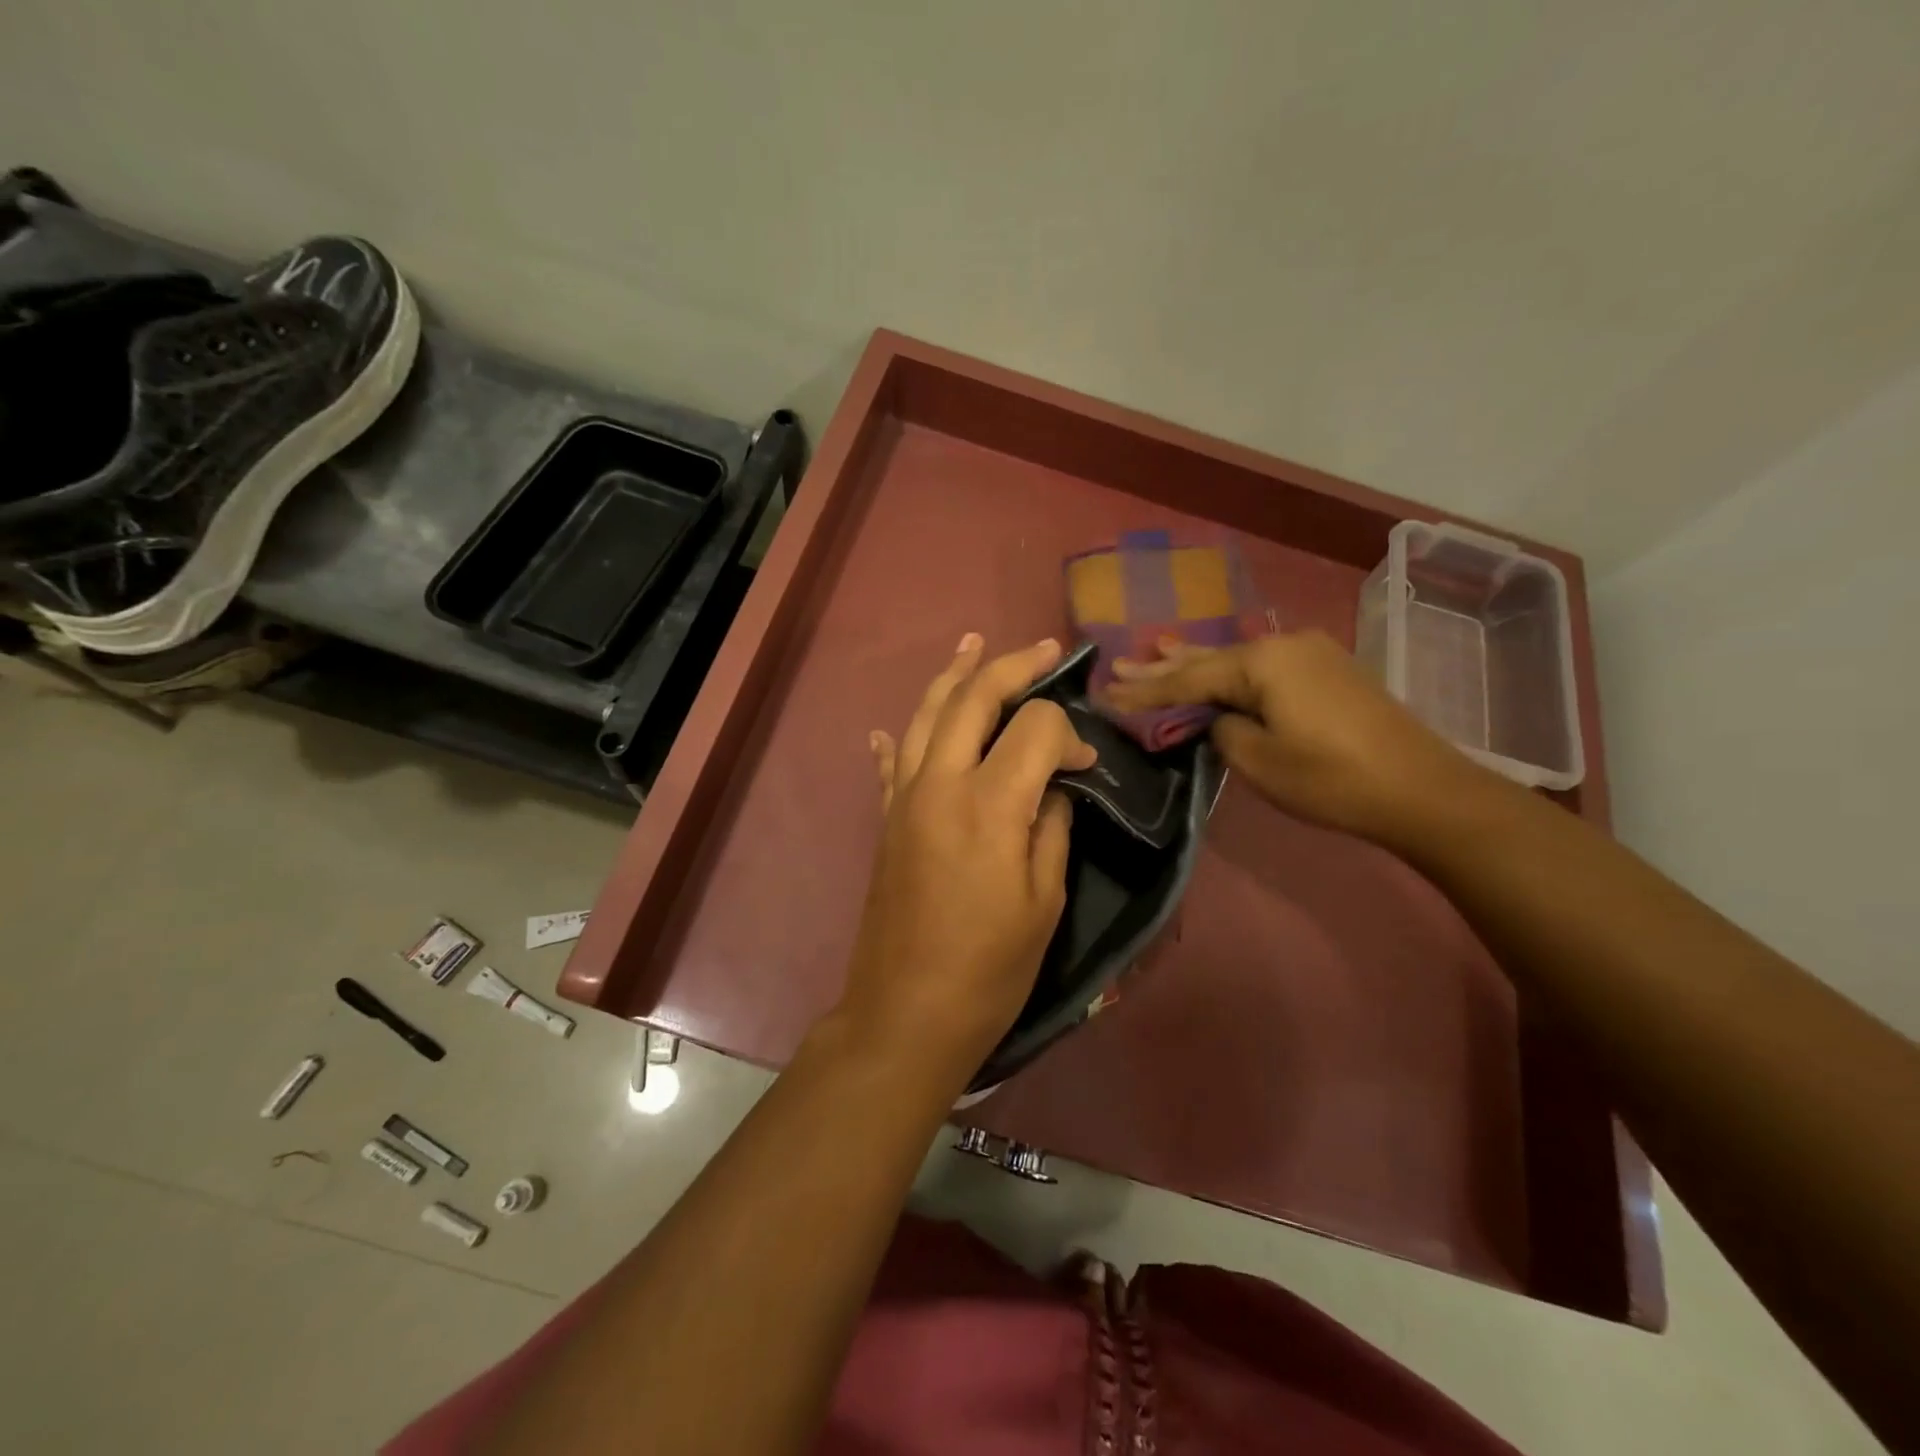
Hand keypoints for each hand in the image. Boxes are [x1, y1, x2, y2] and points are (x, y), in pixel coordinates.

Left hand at [831, 634, 1096, 1088]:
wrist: (907, 1011)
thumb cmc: (989, 966)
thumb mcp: (1044, 900)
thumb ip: (1051, 828)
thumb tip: (1053, 789)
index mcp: (989, 803)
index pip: (1034, 728)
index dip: (1068, 734)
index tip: (1084, 765)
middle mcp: (940, 784)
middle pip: (973, 699)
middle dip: (1011, 667)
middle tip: (1043, 649)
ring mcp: (904, 798)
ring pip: (926, 716)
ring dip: (953, 676)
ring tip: (972, 643)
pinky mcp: (886, 820)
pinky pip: (890, 764)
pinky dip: (897, 737)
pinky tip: (892, 725)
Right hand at [1105, 630, 1485, 841]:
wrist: (1422, 790)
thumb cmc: (1332, 779)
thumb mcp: (1259, 761)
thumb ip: (1221, 731)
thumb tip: (1215, 718)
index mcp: (1263, 663)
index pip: (1188, 678)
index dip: (1146, 692)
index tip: (1106, 696)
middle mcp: (1283, 646)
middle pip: (1208, 659)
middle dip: (1162, 668)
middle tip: (1118, 666)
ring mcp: (1309, 654)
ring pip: (1235, 659)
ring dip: (1193, 662)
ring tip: (1152, 650)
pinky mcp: (1325, 671)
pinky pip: (1261, 665)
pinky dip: (1228, 669)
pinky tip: (1212, 661)